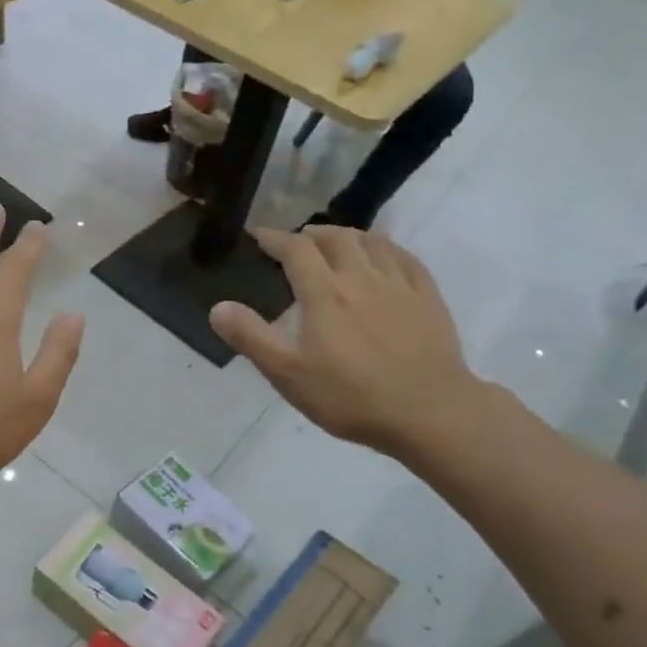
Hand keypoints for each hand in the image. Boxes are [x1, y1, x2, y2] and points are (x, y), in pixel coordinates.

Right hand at [209, 227, 475, 456]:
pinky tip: (383, 256)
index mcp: (324, 293)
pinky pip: (405, 258)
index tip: (259, 236)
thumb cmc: (350, 396)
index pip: (295, 250)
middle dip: (311, 234)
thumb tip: (218, 307)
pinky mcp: (428, 298)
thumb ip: (252, 337)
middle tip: (297, 242)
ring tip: (336, 243)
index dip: (275, 238)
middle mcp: (361, 277)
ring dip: (347, 236)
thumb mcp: (288, 374)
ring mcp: (399, 285)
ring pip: (371, 242)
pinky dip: (386, 247)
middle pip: (335, 238)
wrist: (428, 411)